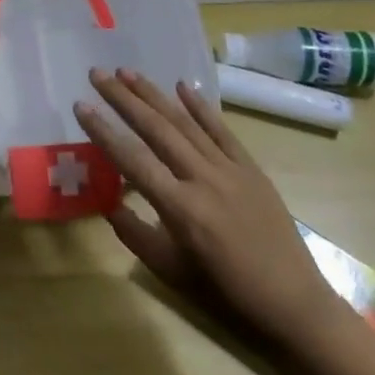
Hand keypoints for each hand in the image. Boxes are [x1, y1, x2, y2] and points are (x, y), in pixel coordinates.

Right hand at [75, 69, 349, 353]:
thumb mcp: (171, 271)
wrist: (293, 303)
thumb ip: (135, 234)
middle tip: (98, 74)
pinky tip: (183, 85)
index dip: (103, 131)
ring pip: (185, 123)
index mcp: (180, 208)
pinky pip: (222, 131)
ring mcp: (229, 169)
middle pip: (156, 129)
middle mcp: (202, 179)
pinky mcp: (250, 168)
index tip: (80, 105)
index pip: (132, 159)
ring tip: (128, 72)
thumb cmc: (226, 293)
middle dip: (124, 99)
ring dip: (155, 94)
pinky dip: (201, 107)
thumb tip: (109, 202)